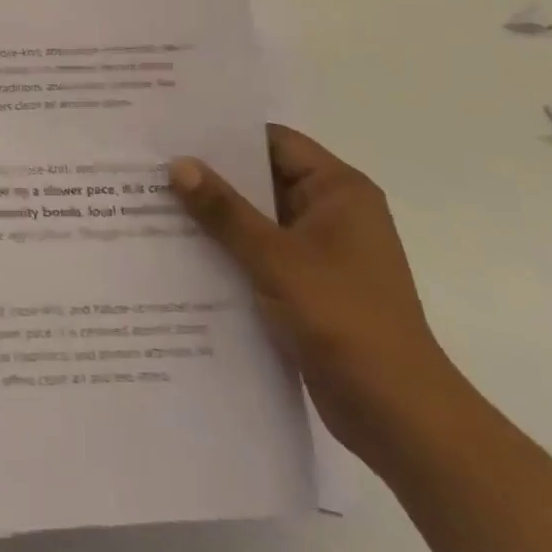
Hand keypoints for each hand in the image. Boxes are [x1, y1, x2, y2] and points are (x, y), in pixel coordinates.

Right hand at [168, 125, 464, 469]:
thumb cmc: (345, 320)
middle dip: (211, 179)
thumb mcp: (276, 258)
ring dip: (215, 220)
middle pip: (262, 180)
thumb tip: (178, 164)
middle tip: (151, 168)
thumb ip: (225, 210)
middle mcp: (332, 213)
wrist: (400, 419)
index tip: (174, 133)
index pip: (274, 142)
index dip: (225, 136)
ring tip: (152, 206)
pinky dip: (228, 254)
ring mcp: (321, 254)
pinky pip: (260, 256)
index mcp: (338, 191)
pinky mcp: (309, 289)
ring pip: (257, 221)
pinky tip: (180, 255)